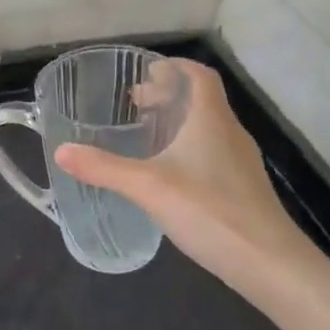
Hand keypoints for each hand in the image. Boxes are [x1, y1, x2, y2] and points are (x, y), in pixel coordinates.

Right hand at [53, 59, 316, 302]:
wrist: (268, 262)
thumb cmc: (209, 210)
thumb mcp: (147, 187)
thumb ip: (103, 167)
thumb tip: (61, 151)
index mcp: (211, 120)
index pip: (200, 75)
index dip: (176, 67)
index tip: (147, 71)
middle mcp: (230, 133)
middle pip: (202, 100)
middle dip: (169, 95)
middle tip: (135, 104)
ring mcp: (241, 162)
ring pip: (208, 128)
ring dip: (179, 123)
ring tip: (147, 136)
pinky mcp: (243, 188)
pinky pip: (213, 152)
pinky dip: (189, 148)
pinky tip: (170, 174)